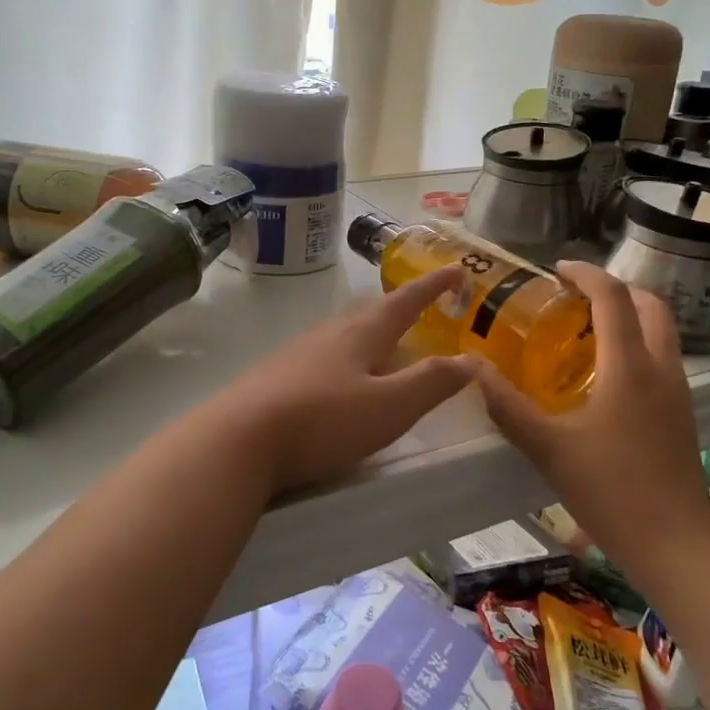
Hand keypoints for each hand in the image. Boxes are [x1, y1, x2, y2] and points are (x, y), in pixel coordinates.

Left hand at [210, 267, 474, 494]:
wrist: (237, 441)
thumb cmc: (321, 420)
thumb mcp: (388, 406)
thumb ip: (431, 383)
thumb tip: (472, 359)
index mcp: (360, 335)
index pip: (405, 301)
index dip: (433, 285)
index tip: (455, 268)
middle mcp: (328, 335)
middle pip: (370, 313)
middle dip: (399, 308)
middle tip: (421, 309)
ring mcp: (297, 355)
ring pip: (343, 334)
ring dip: (369, 333)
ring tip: (385, 345)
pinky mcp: (276, 378)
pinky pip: (322, 357)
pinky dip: (345, 359)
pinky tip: (339, 380)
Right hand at [470, 262, 709, 566]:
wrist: (676, 545)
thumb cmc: (611, 490)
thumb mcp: (548, 447)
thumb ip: (507, 405)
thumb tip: (471, 368)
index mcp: (630, 366)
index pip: (613, 297)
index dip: (586, 274)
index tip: (556, 269)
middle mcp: (661, 369)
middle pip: (650, 305)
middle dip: (614, 288)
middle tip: (574, 294)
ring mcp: (677, 392)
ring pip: (660, 332)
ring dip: (629, 315)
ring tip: (585, 328)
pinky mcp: (681, 415)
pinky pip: (661, 358)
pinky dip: (635, 344)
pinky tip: (604, 374)